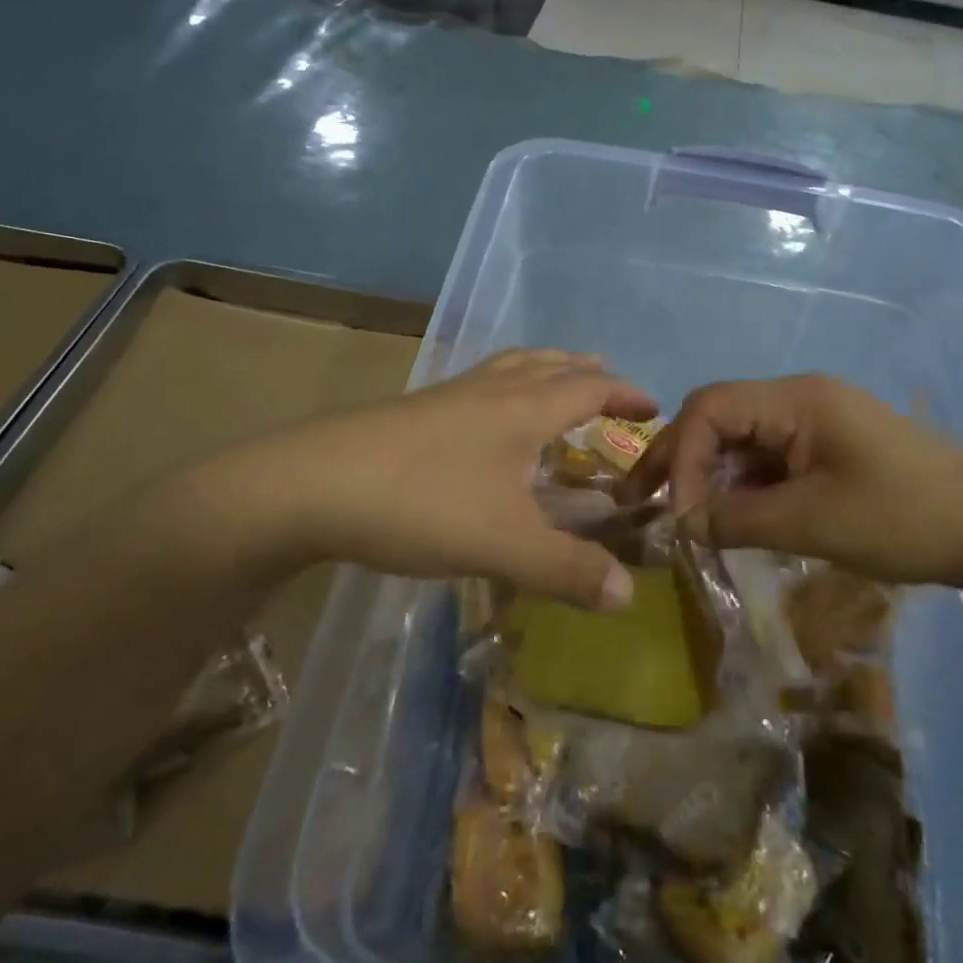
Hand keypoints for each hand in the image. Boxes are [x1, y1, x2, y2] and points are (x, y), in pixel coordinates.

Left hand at [201, 351, 655, 610]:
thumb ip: (568, 571)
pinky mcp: (412, 413)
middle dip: (583, 373)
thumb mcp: (504, 546)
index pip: (587, 388)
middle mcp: (488, 392)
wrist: (311, 485)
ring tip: (553, 389)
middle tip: (607, 385)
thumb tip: (628, 596)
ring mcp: (446, 398)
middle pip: (546, 366)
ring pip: (507, 369)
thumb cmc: (421, 503)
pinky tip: (485, 424)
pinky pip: (476, 388)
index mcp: (521, 410)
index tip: (652, 405)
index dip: (623, 394)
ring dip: (541, 373)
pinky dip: (502, 391)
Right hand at [625, 374, 962, 593]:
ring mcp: (813, 422)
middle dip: (681, 459)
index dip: (683, 456)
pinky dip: (742, 485)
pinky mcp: (826, 447)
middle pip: (719, 417)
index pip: (710, 408)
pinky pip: (767, 457)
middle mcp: (798, 399)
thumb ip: (739, 519)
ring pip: (740, 439)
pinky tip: (732, 516)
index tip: (680, 513)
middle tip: (644, 502)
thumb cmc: (905, 518)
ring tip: (684, 517)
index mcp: (795, 399)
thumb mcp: (814, 523)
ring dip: (710, 474)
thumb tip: (683, 525)